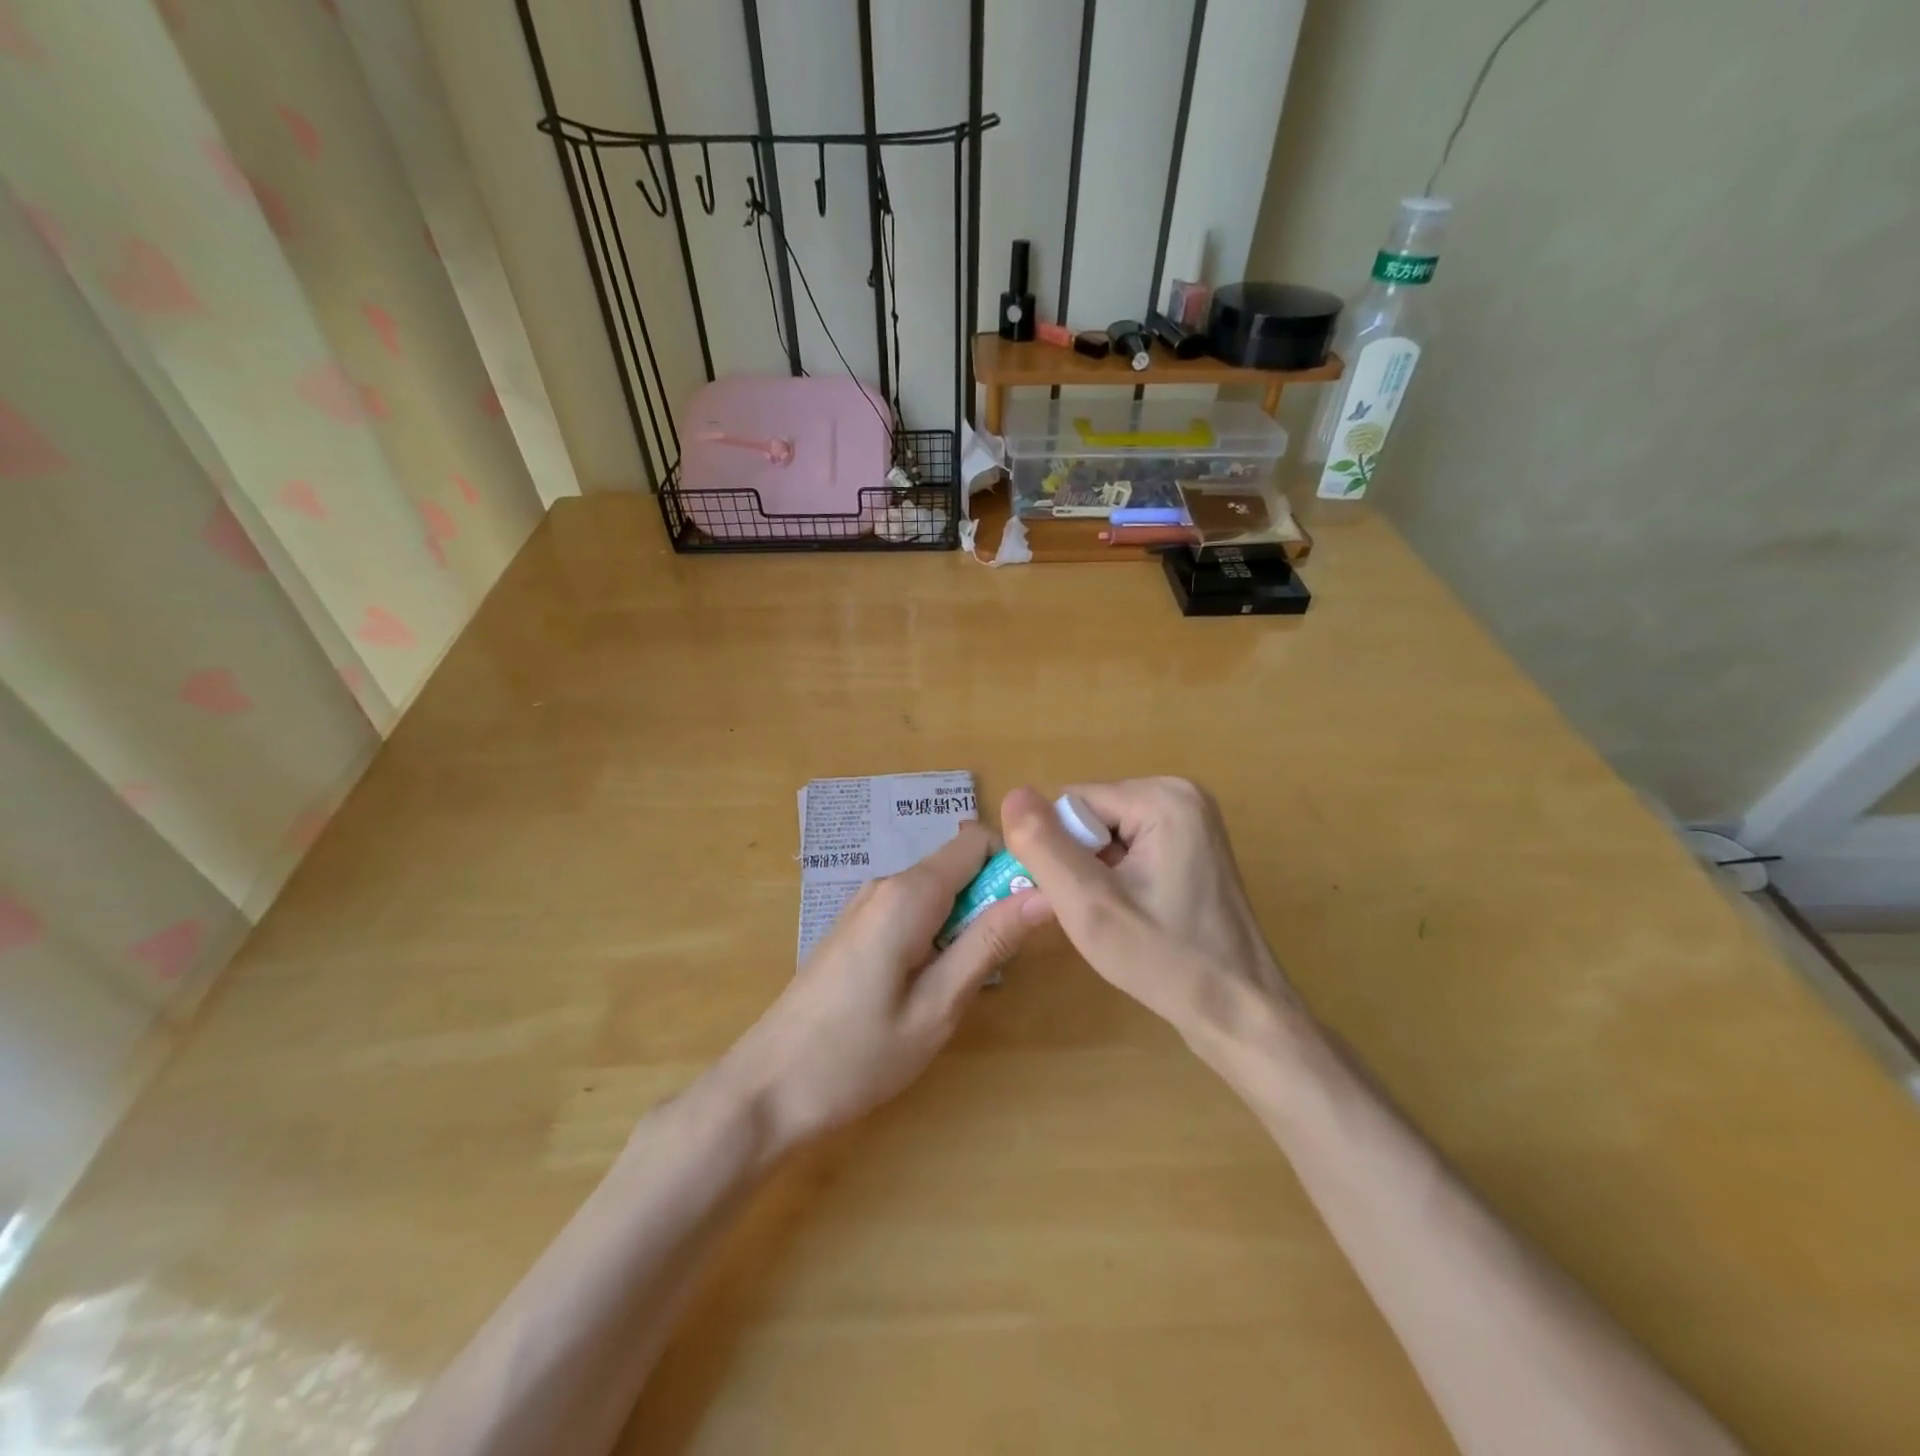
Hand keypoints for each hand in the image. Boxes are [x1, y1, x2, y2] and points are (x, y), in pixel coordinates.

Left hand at [719, 822, 1052, 1153]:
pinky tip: (929, 985)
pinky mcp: (857, 928)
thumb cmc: (856, 1056)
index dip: (1014, 866)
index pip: (979, 841)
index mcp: (908, 893)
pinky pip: (913, 910)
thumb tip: (1045, 893)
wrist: (767, 1089)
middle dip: (992, 900)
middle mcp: (886, 884)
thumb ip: (990, 942)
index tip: (1035, 911)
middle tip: (1005, 962)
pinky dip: (937, 934)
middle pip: (959, 866)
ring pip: (939, 890)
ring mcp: (866, 905)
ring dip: (966, 922)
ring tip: (965, 982)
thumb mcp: (938, 1006)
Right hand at [1000, 779, 1295, 1046]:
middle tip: (1100, 914)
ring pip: (1106, 833)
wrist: (1240, 1012)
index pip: (1071, 803)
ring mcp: (1192, 818)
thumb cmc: (1165, 961)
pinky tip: (1135, 914)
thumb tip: (1012, 793)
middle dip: (1080, 862)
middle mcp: (1181, 793)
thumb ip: (1043, 845)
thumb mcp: (1088, 904)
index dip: (1059, 853)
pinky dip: (1118, 878)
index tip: (1078, 900)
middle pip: (1091, 815)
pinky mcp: (1194, 844)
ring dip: (1096, 874)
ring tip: (1119, 917)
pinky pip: (1130, 846)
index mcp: (1162, 796)